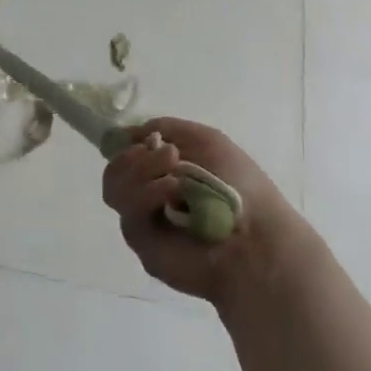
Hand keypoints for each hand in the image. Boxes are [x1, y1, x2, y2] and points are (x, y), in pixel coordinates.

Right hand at [102, 117, 307, 308]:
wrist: (256, 236)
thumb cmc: (238, 185)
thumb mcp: (206, 140)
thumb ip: (166, 128)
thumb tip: (130, 133)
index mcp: (163, 172)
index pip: (125, 154)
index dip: (126, 143)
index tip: (141, 138)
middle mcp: (149, 196)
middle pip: (114, 170)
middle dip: (136, 157)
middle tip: (169, 155)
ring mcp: (143, 220)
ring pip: (114, 189)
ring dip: (141, 172)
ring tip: (175, 176)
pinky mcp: (142, 242)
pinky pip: (128, 213)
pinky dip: (148, 195)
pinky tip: (172, 191)